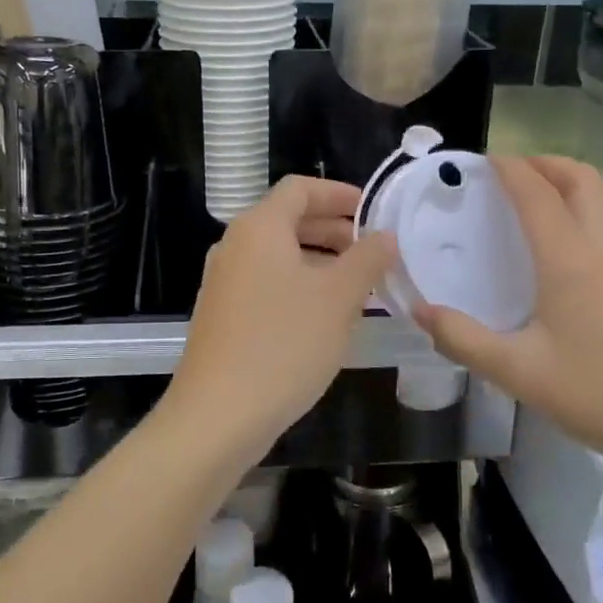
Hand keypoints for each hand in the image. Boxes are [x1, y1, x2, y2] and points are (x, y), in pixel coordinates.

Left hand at [165, 177, 394, 465]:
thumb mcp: (338, 298)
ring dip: (320, 261)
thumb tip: (384, 236)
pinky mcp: (223, 316)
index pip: (300, 188)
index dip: (340, 194)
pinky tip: (325, 317)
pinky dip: (299, 286)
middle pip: (288, 220)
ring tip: (359, 286)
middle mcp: (235, 246)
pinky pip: (267, 284)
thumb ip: (367, 259)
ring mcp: (224, 283)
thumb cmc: (284, 344)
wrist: (218, 414)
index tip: (374, 213)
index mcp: (259, 228)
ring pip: (279, 256)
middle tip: (374, 251)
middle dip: (334, 229)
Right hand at [412, 156, 602, 475]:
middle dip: (544, 162)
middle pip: (581, 179)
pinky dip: (595, 203)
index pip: (537, 194)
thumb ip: (462, 339)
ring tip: (544, 192)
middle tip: (510, 172)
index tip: (482, 160)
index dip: (510, 169)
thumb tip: (419, 310)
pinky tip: (577, 237)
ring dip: (575, 178)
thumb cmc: (597, 394)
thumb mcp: (516, 372)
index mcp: (569, 260)